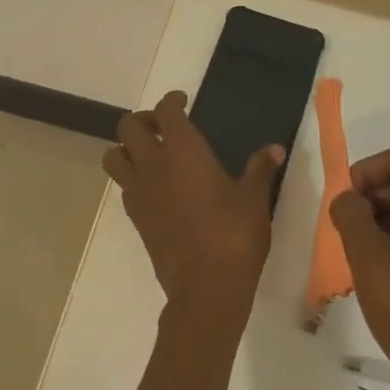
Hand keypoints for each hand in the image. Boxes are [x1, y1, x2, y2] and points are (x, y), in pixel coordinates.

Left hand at [102, 91, 283, 331]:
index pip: (165, 111)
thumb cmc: (234, 236)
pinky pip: (123, 187)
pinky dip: (132, 178)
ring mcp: (140, 192)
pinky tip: (155, 188)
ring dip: (126, 148)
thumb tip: (275, 148)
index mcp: (184, 151)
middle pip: (128, 127)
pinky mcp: (136, 218)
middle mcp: (154, 165)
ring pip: (113, 156)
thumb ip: (261, 169)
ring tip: (150, 154)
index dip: (171, 101)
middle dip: (144, 120)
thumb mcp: (254, 199)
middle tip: (164, 127)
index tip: (182, 101)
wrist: (206, 287)